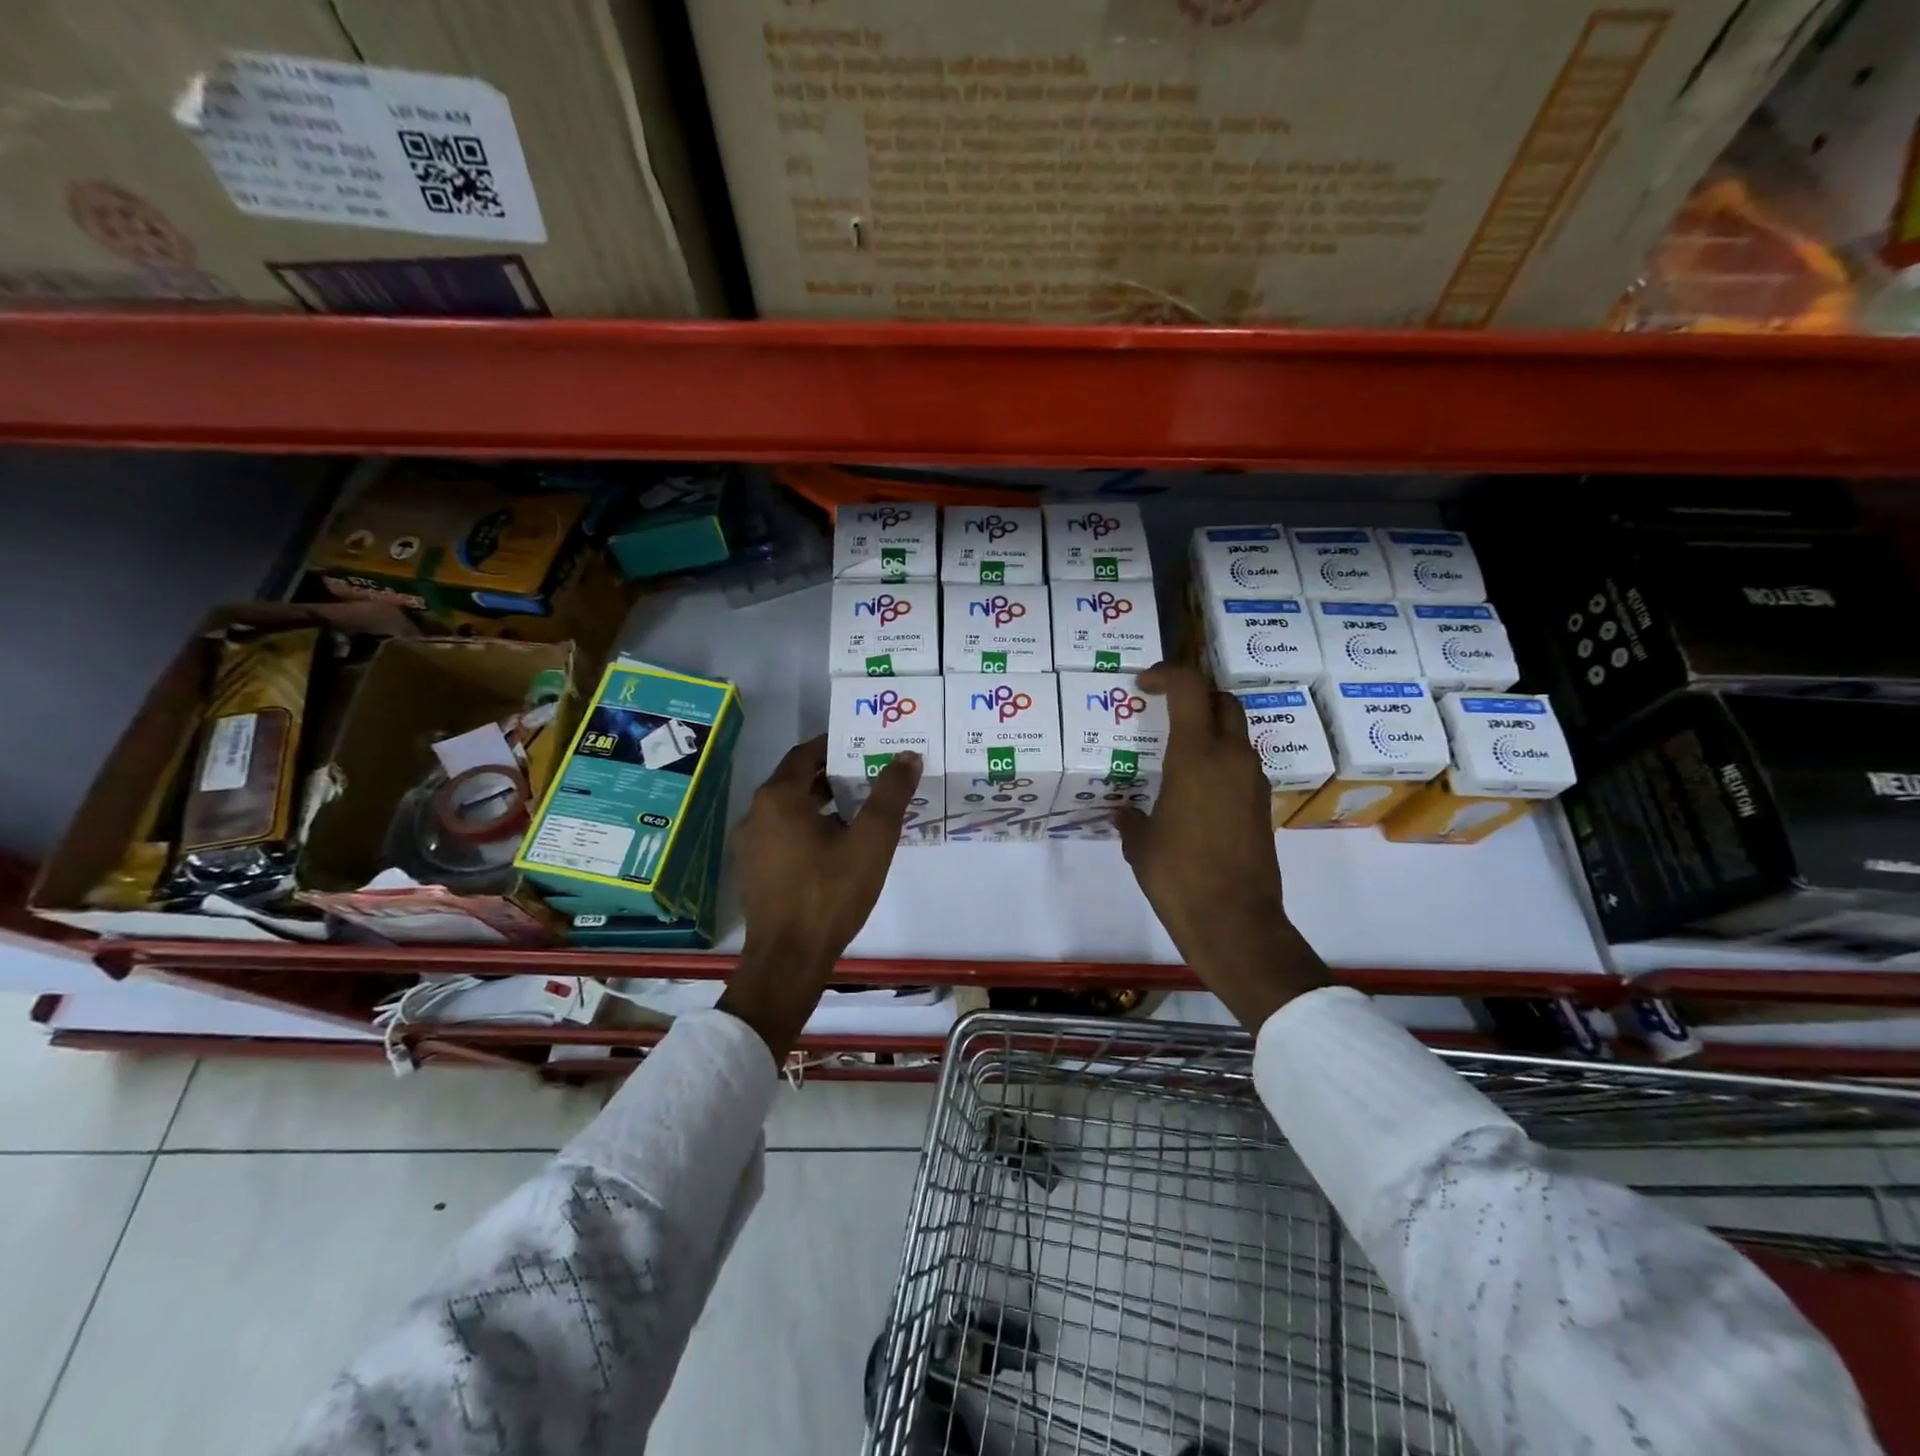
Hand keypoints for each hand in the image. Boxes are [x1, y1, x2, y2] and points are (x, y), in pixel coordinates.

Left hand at [718, 735, 921, 1058]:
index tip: (863, 744)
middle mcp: (756, 814)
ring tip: (860, 807)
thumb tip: (907, 756)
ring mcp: (750, 844)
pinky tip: (837, 843)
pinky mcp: (754, 870)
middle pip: (796, 780)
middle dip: (832, 774)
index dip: (834, 745)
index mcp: (778, 798)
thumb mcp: (871, 841)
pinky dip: (808, 827)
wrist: (789, 958)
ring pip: (789, 809)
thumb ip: (890, 795)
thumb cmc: (830, 892)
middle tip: (869, 773)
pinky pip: (782, 833)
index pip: (806, 754)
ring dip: (821, 802)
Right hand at [1115, 663, 1326, 1029]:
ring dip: (1209, 728)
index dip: (1167, 673)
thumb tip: (1123, 811)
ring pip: (1236, 732)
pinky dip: (1220, 759)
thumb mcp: (1141, 844)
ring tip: (1177, 752)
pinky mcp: (1261, 804)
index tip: (1144, 684)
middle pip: (1222, 700)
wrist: (1235, 921)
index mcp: (1196, 757)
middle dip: (1194, 695)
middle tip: (1165, 710)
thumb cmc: (1178, 876)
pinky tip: (1195, 789)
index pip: (1190, 688)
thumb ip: (1130, 818)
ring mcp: (1252, 781)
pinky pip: (1241, 764)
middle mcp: (1231, 758)